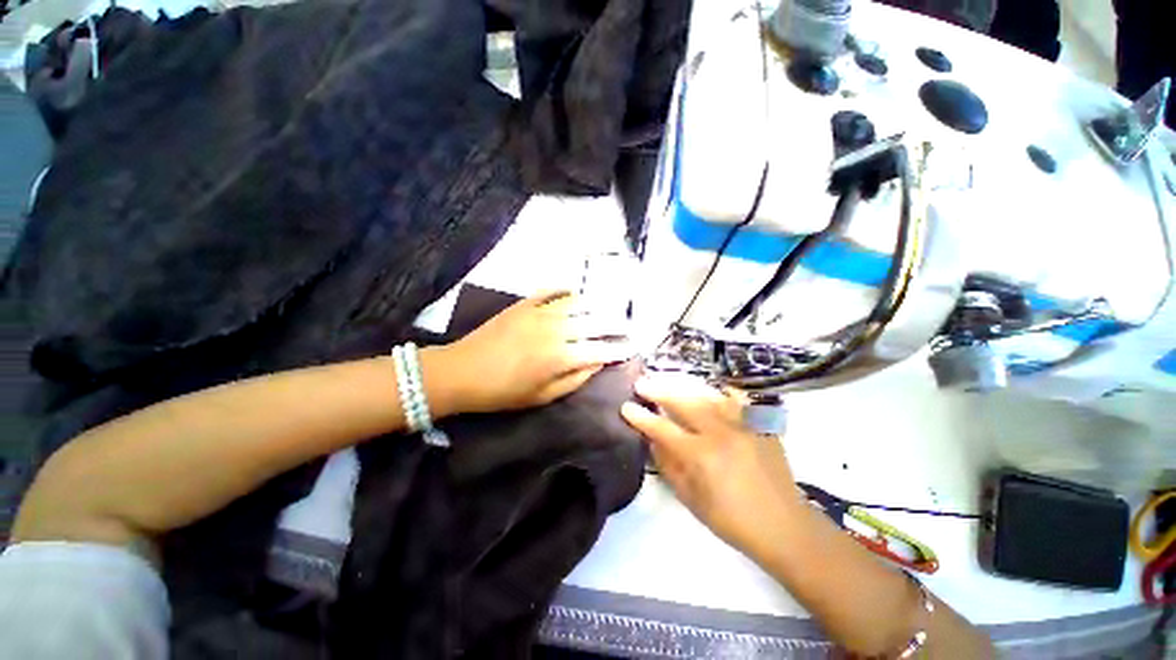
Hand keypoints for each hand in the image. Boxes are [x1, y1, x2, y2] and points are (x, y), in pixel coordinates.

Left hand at [436, 291, 631, 414]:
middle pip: (593, 322)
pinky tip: (575, 291)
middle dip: (614, 324)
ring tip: (607, 309)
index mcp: (559, 357)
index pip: (599, 349)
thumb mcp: (541, 397)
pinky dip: (565, 289)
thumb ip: (574, 379)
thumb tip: (597, 364)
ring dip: (595, 306)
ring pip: (576, 303)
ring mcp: (538, 312)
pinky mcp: (523, 304)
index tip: (630, 348)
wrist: (461, 372)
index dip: (617, 349)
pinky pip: (550, 291)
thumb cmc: (503, 392)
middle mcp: (555, 330)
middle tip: (625, 327)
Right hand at [621, 372, 802, 551]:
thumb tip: (653, 441)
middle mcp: (721, 432)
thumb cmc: (732, 520)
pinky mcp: (760, 424)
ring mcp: (743, 424)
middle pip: (683, 402)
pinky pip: (736, 400)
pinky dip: (720, 393)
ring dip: (683, 388)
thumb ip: (669, 466)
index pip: (662, 428)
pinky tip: (711, 391)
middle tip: (642, 383)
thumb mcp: (691, 500)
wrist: (785, 526)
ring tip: (668, 384)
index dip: (641, 417)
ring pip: (707, 395)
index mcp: (701, 455)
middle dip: (658, 390)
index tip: (626, 407)